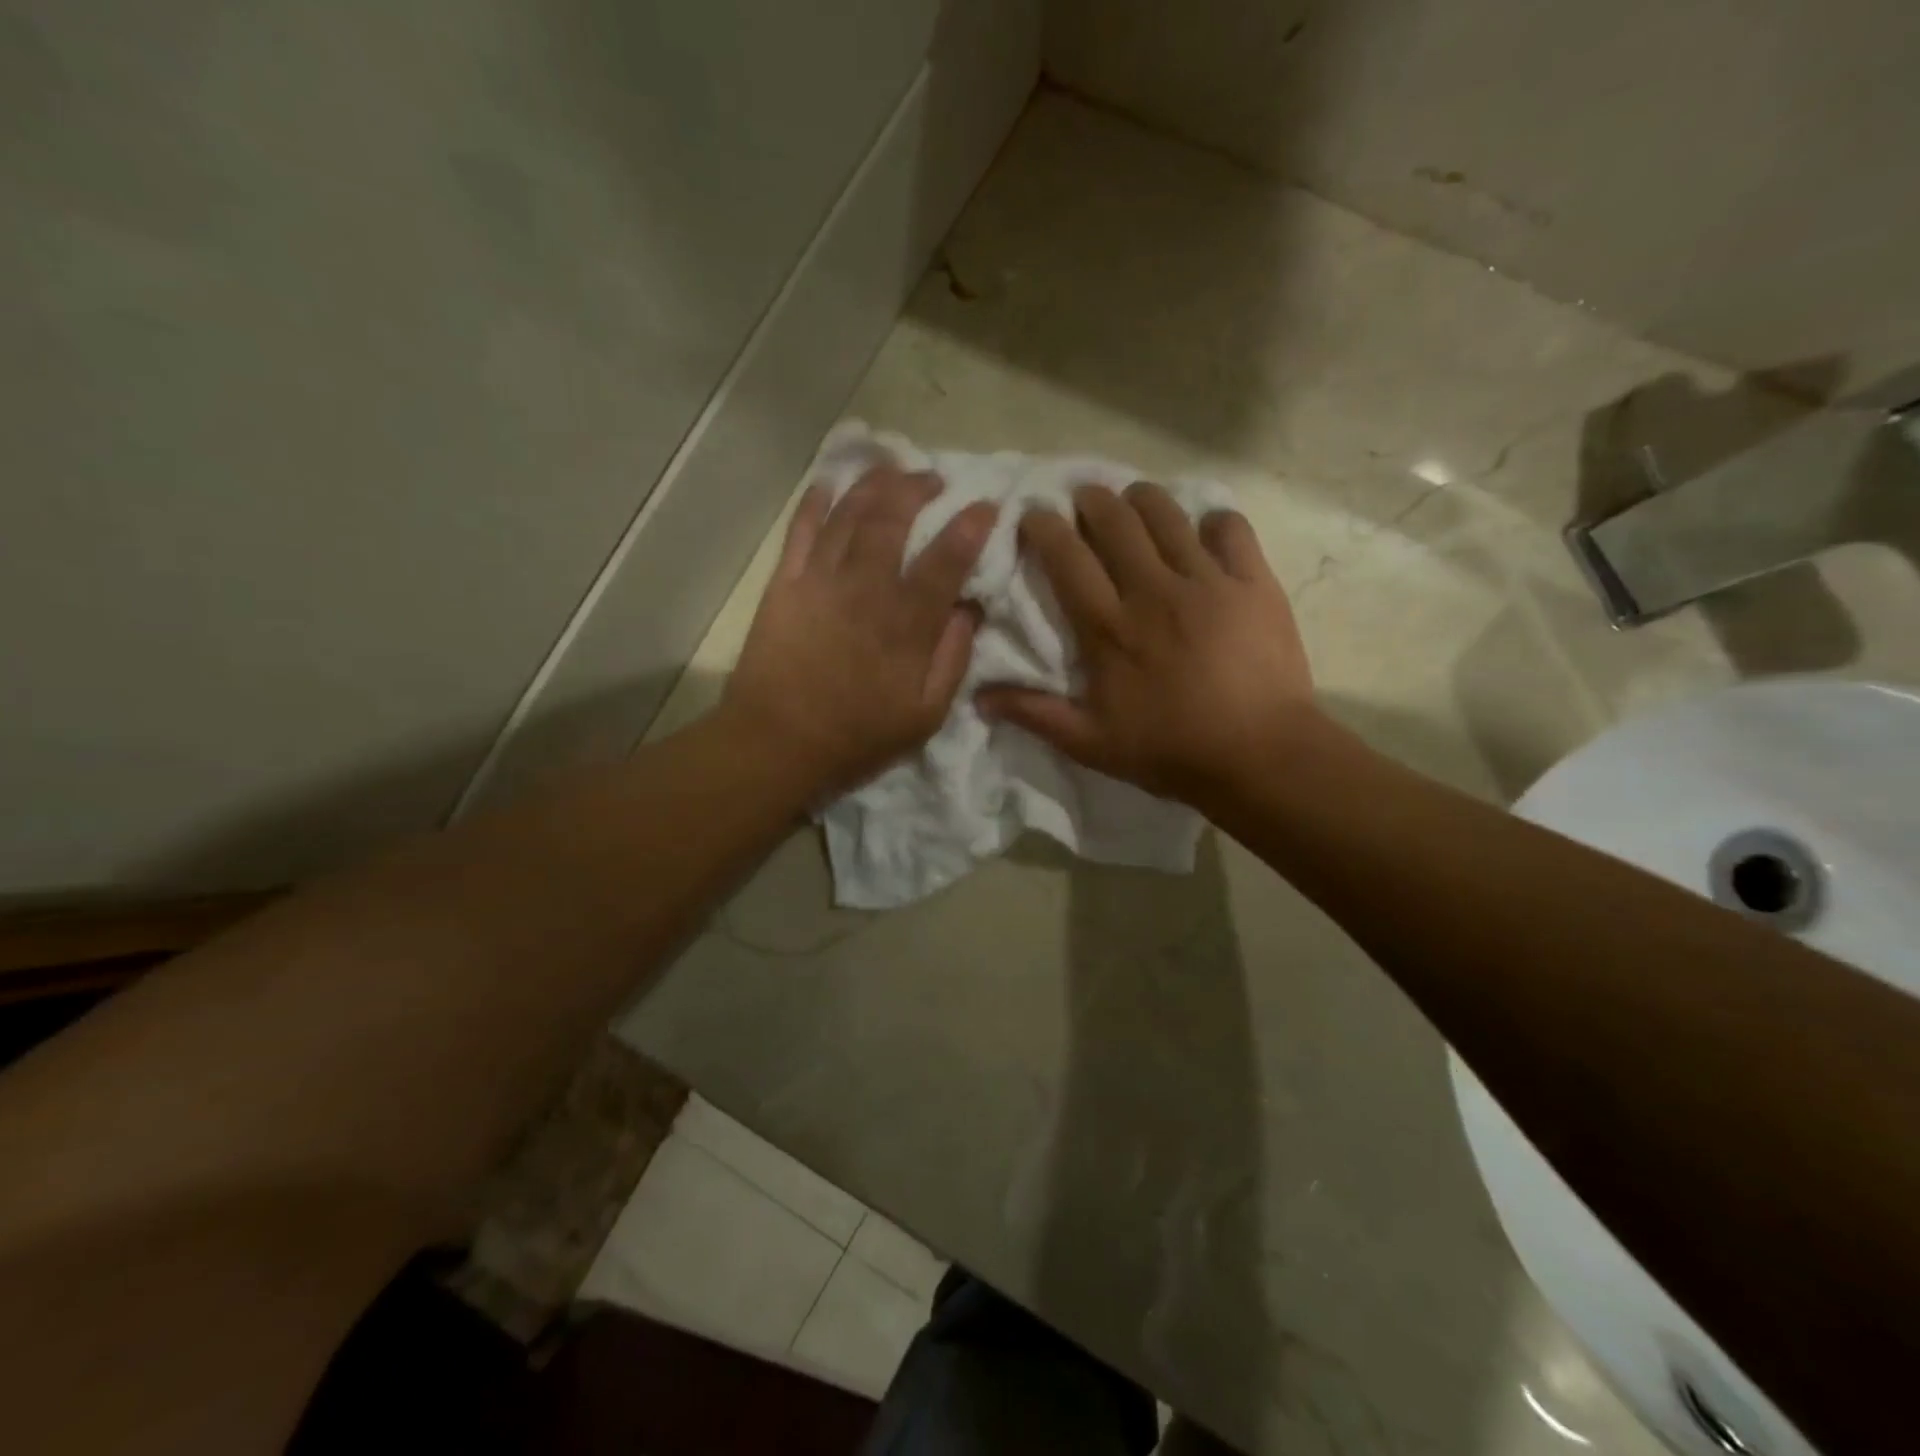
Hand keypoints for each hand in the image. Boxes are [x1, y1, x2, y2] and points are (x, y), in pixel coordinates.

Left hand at [723, 465, 996, 794]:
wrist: (778, 743)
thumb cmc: (858, 735)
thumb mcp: (926, 714)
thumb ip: (953, 659)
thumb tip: (969, 610)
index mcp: (906, 622)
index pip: (947, 559)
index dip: (971, 526)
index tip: (987, 507)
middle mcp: (865, 587)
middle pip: (893, 517)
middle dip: (918, 487)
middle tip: (934, 479)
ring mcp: (820, 579)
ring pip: (849, 512)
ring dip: (873, 483)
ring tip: (892, 469)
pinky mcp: (784, 583)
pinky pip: (801, 529)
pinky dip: (815, 500)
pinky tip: (829, 483)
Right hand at [977, 482, 1314, 807]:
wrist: (1259, 757)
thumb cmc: (1169, 751)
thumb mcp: (1090, 743)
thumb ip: (1034, 714)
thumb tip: (978, 697)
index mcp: (1108, 626)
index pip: (1066, 556)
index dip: (1044, 526)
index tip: (1034, 514)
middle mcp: (1152, 590)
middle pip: (1114, 519)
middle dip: (1091, 499)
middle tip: (1084, 501)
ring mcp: (1207, 581)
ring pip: (1167, 513)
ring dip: (1142, 499)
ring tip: (1135, 504)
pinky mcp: (1252, 583)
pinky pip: (1230, 528)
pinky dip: (1213, 523)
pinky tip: (1205, 534)